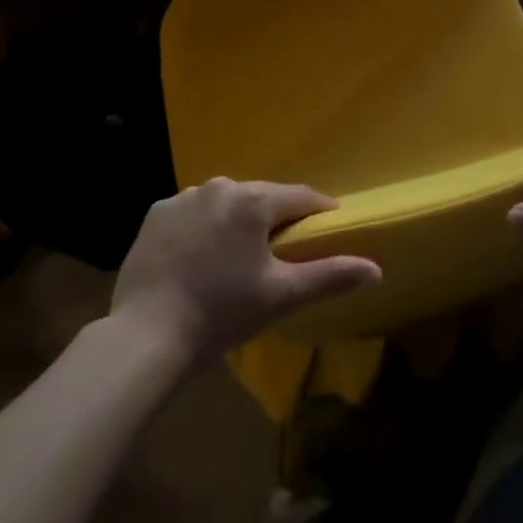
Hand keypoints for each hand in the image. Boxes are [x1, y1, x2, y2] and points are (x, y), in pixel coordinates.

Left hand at [110, 179, 380, 358]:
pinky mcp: (156, 215)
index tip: (328, 227)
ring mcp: (182, 198)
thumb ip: (330, 276)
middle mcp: (219, 186)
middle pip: (261, 196)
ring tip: (239, 254)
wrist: (146, 336)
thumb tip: (376, 269)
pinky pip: (192, 213)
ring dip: (237, 220)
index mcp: (253, 200)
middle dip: (275, 217)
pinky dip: (202, 227)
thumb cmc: (222, 314)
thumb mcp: (281, 296)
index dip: (318, 211)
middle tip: (282, 249)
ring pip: (225, 202)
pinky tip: (200, 257)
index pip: (300, 196)